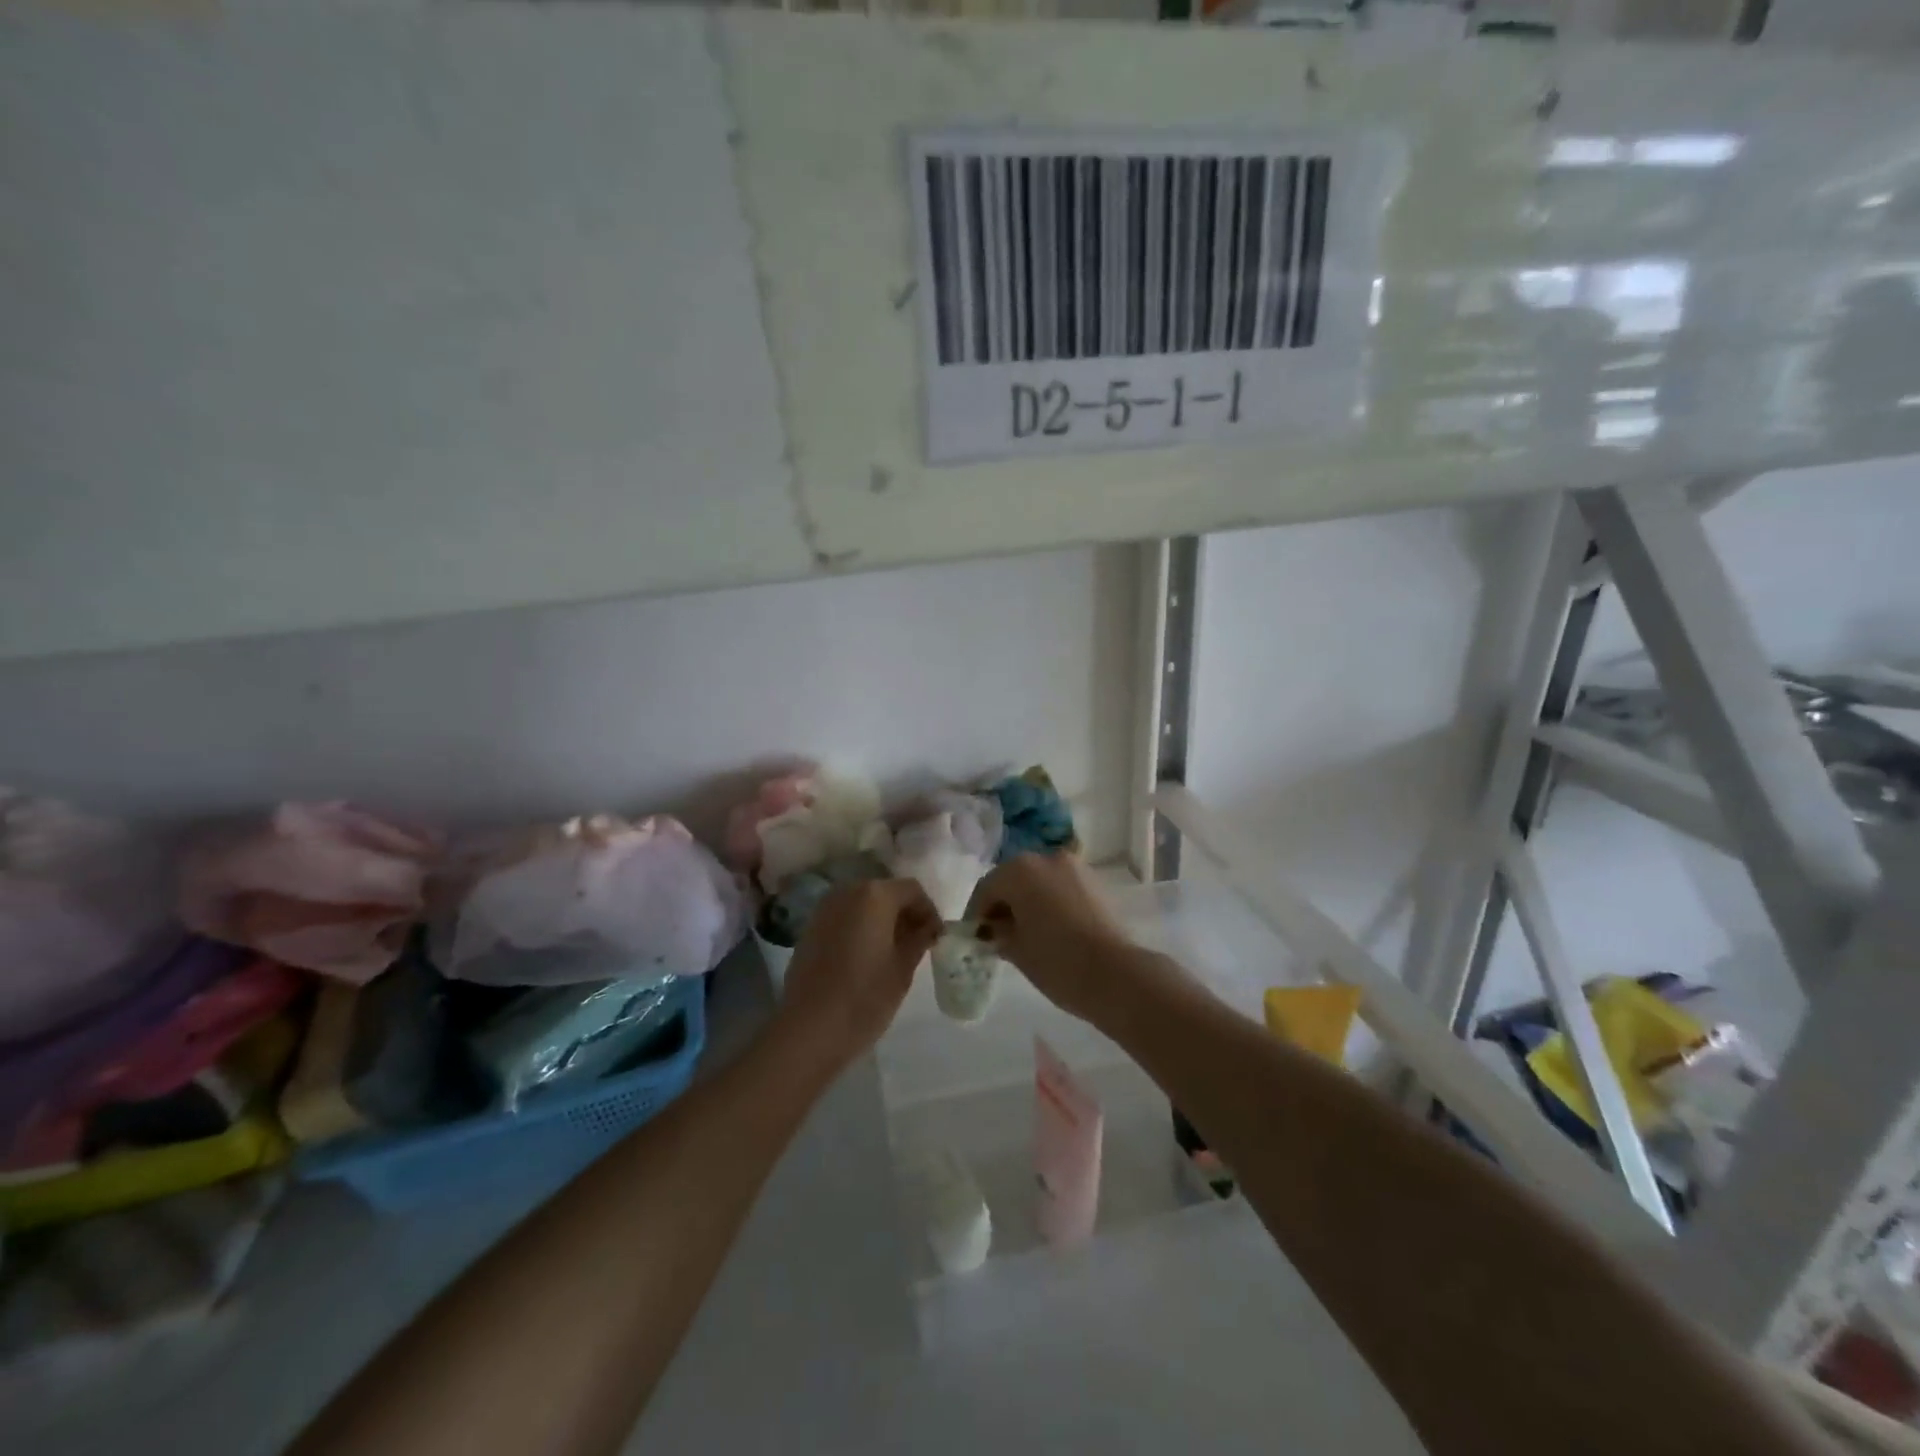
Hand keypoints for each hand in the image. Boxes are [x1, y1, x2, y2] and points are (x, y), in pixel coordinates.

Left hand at [777, 879, 939, 1070]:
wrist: (808, 1030)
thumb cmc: (864, 997)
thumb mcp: (902, 969)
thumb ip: (919, 940)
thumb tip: (928, 928)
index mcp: (875, 895)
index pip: (912, 890)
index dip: (929, 911)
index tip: (936, 938)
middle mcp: (847, 891)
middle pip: (885, 892)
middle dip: (905, 913)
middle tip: (919, 943)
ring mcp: (824, 909)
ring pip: (863, 904)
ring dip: (882, 920)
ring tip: (894, 951)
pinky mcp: (810, 928)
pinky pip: (845, 918)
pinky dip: (861, 928)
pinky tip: (867, 956)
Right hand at [965, 853, 1131, 1021]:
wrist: (1115, 974)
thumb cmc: (1056, 960)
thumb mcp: (1016, 949)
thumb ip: (998, 932)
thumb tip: (994, 928)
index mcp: (1020, 870)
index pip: (987, 888)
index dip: (977, 913)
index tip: (976, 936)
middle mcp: (1046, 858)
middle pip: (1013, 878)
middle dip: (1003, 902)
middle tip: (998, 933)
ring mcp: (1074, 867)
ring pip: (1039, 880)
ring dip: (1028, 900)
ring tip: (1026, 931)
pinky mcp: (1094, 881)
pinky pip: (1061, 886)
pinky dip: (1050, 900)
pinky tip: (1051, 927)